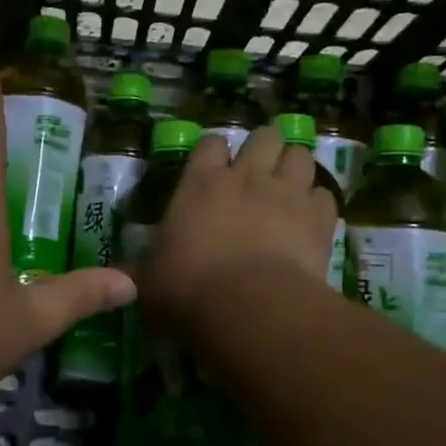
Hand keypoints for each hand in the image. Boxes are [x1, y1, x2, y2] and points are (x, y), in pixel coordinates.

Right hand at [137, 126, 338, 330]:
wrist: (252, 308)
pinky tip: (310, 221)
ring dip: (295, 168)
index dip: (214, 153)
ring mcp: (287, 193)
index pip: (211, 143)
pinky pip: (325, 195)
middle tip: (258, 174)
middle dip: (264, 149)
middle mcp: (247, 177)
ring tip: (289, 189)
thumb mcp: (150, 283)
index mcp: (201, 183)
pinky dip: (318, 204)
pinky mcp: (319, 218)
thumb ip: (141, 272)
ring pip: (301, 155)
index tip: (213, 169)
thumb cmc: (190, 290)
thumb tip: (120, 278)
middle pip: (265, 137)